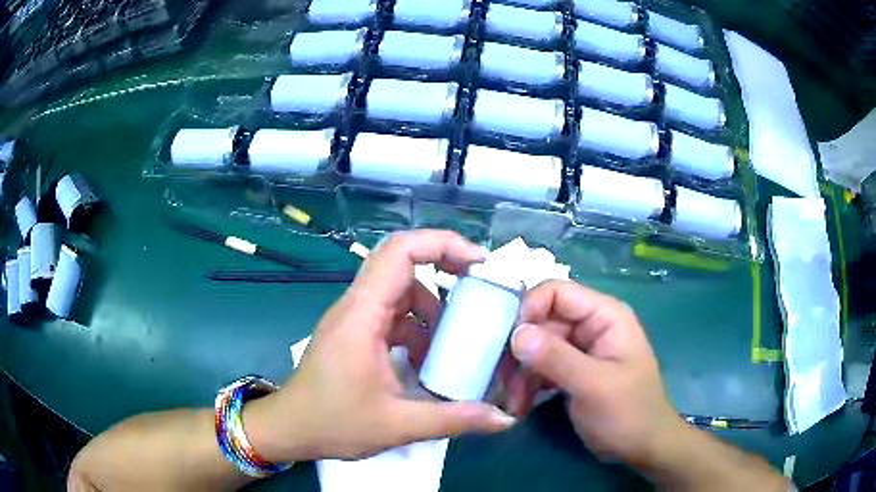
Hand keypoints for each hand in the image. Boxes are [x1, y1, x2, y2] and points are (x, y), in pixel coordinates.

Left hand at [247, 230, 514, 462]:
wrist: (289, 429)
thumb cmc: (332, 423)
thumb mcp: (397, 425)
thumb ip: (453, 419)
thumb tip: (503, 419)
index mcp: (362, 315)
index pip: (400, 251)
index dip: (443, 244)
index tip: (480, 264)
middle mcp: (357, 306)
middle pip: (402, 262)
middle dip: (445, 267)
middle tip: (482, 290)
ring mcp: (354, 319)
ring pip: (400, 291)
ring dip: (432, 308)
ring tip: (458, 340)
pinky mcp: (355, 334)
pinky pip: (392, 316)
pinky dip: (417, 328)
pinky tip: (429, 361)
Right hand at [504, 281, 683, 466]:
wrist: (642, 447)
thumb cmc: (628, 413)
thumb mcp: (594, 386)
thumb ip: (556, 358)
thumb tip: (516, 333)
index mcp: (604, 315)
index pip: (557, 292)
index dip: (529, 309)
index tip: (507, 342)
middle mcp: (590, 325)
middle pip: (542, 321)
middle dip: (520, 351)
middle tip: (502, 382)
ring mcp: (580, 349)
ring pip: (536, 346)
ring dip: (520, 373)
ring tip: (513, 404)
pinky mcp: (571, 371)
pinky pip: (540, 367)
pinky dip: (527, 384)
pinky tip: (519, 406)